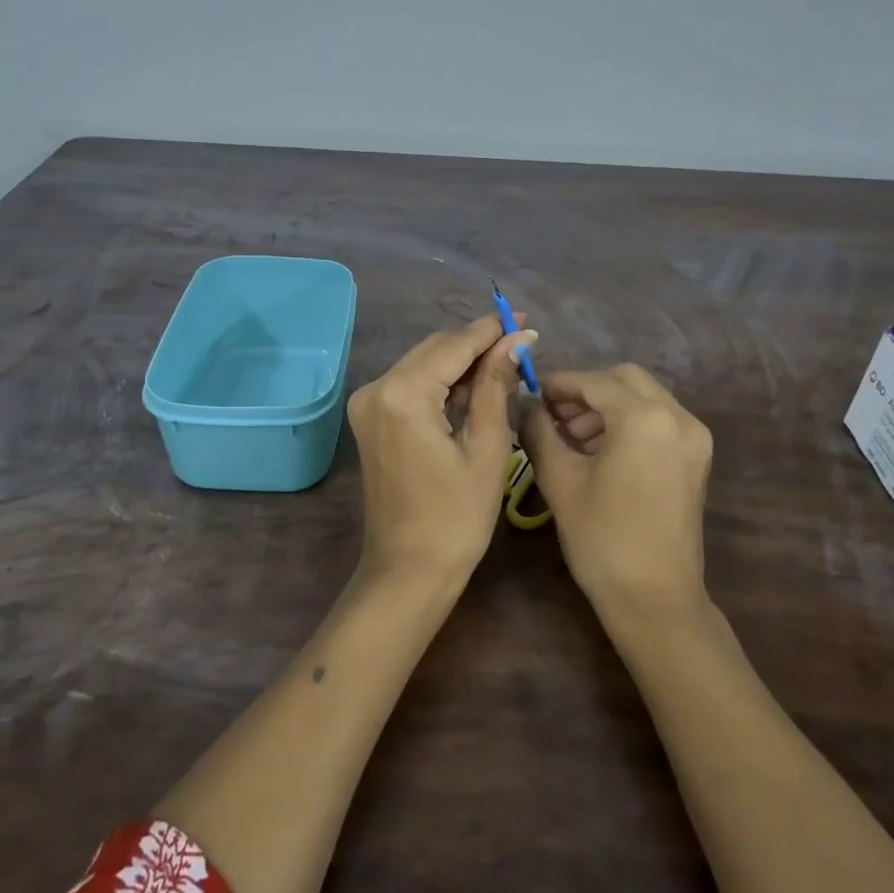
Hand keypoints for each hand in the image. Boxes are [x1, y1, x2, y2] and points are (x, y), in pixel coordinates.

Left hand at [347, 314, 537, 583]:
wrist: (408, 572)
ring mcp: (368, 404)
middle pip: (435, 349)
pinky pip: (411, 385)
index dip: (491, 330)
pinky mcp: (370, 419)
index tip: (525, 320)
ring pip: (423, 364)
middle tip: (521, 346)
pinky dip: (442, 383)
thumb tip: (516, 340)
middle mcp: (376, 388)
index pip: (454, 345)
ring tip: (506, 366)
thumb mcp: (486, 448)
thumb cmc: (456, 518)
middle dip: (477, 345)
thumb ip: (496, 385)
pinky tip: (474, 387)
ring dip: (461, 363)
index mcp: (403, 394)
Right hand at [518, 364, 712, 615]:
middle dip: (586, 391)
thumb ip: (539, 430)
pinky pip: (658, 419)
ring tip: (570, 437)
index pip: (595, 382)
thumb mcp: (560, 480)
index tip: (531, 393)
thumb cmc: (602, 539)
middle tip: (552, 415)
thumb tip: (526, 403)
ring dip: (607, 405)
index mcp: (645, 419)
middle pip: (625, 379)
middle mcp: (678, 417)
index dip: (559, 384)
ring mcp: (693, 437)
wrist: (655, 599)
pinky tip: (599, 449)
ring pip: (644, 397)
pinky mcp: (696, 457)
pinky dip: (628, 421)